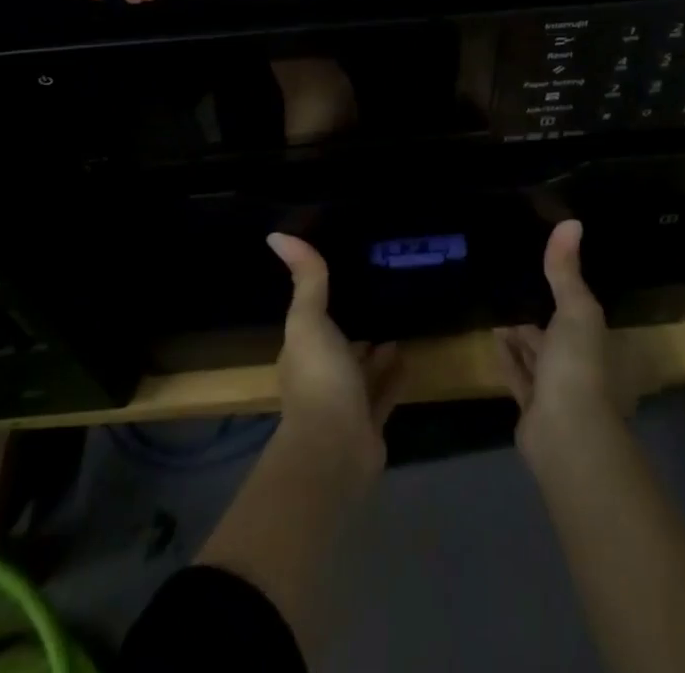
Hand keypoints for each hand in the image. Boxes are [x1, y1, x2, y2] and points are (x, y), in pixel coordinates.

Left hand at [267, 233, 401, 475]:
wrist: (336, 449)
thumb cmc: (319, 378)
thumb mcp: (309, 320)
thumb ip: (306, 279)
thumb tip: (276, 235)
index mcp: (302, 351)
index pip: (312, 320)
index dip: (324, 301)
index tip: (345, 275)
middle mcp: (321, 376)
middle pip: (338, 345)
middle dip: (352, 324)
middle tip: (376, 295)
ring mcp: (345, 402)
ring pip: (362, 370)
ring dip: (375, 351)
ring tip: (397, 322)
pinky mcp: (369, 423)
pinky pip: (383, 392)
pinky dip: (393, 375)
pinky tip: (408, 356)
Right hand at [495, 220, 637, 455]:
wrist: (565, 434)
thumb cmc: (577, 365)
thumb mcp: (575, 309)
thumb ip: (566, 270)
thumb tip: (571, 221)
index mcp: (592, 338)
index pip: (577, 306)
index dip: (562, 285)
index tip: (540, 260)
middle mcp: (576, 360)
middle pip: (555, 329)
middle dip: (536, 308)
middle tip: (510, 277)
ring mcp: (553, 386)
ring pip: (535, 351)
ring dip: (519, 331)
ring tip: (495, 300)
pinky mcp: (530, 405)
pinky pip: (517, 373)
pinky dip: (507, 356)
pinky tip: (492, 335)